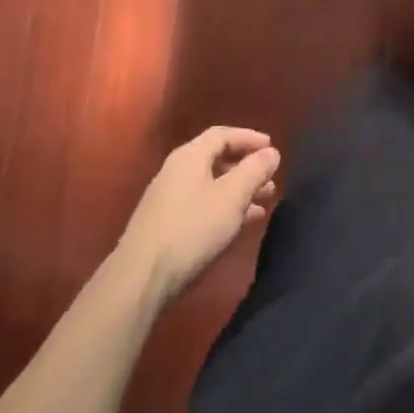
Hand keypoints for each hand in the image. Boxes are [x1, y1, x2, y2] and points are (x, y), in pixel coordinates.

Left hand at [116, 127, 280, 304]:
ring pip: (211, 185)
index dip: (249, 138)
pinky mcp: (166, 224)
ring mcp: (168, 198)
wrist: (141, 278)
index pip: (222, 134)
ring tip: (264, 203)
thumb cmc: (192, 229)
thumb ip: (254, 170)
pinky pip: (202, 205)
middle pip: (216, 159)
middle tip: (271, 179)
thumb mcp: (231, 197)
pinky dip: (224, 207)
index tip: (272, 148)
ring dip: (239, 190)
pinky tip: (241, 223)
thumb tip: (271, 152)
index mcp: (190, 156)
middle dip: (247, 167)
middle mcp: (176, 171)